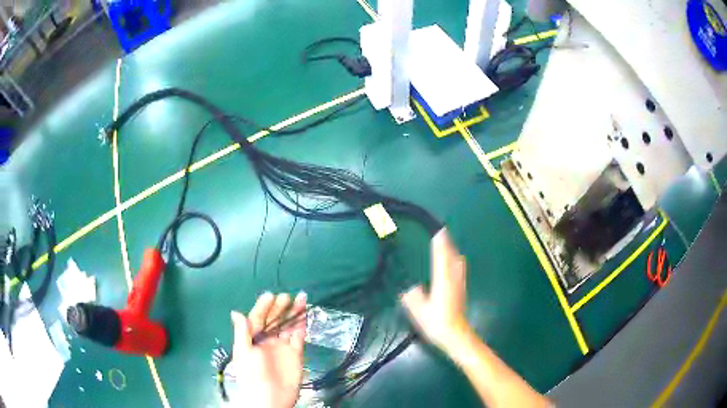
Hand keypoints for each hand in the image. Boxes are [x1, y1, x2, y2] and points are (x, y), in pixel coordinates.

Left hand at [231, 292, 306, 407]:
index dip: (263, 307)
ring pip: (288, 326)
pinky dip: (302, 326)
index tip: (270, 295)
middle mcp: (267, 341)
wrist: (269, 398)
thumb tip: (236, 312)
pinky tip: (305, 315)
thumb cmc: (252, 375)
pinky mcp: (295, 354)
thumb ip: (242, 332)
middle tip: (286, 296)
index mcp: (252, 339)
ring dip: (293, 313)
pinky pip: (299, 337)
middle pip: (274, 320)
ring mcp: (282, 347)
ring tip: (301, 298)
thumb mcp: (243, 352)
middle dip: (279, 307)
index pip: (257, 319)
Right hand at [400, 228, 468, 350]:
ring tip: (446, 244)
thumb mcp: (419, 312)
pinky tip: (454, 262)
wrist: (456, 334)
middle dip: (447, 244)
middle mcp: (452, 279)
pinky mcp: (462, 290)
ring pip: (458, 262)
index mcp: (442, 282)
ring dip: (453, 251)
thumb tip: (410, 288)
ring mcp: (459, 284)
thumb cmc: (436, 324)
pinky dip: (456, 260)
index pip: (441, 258)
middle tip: (442, 232)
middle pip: (452, 257)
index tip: (438, 231)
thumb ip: (413, 298)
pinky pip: (460, 269)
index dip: (440, 245)